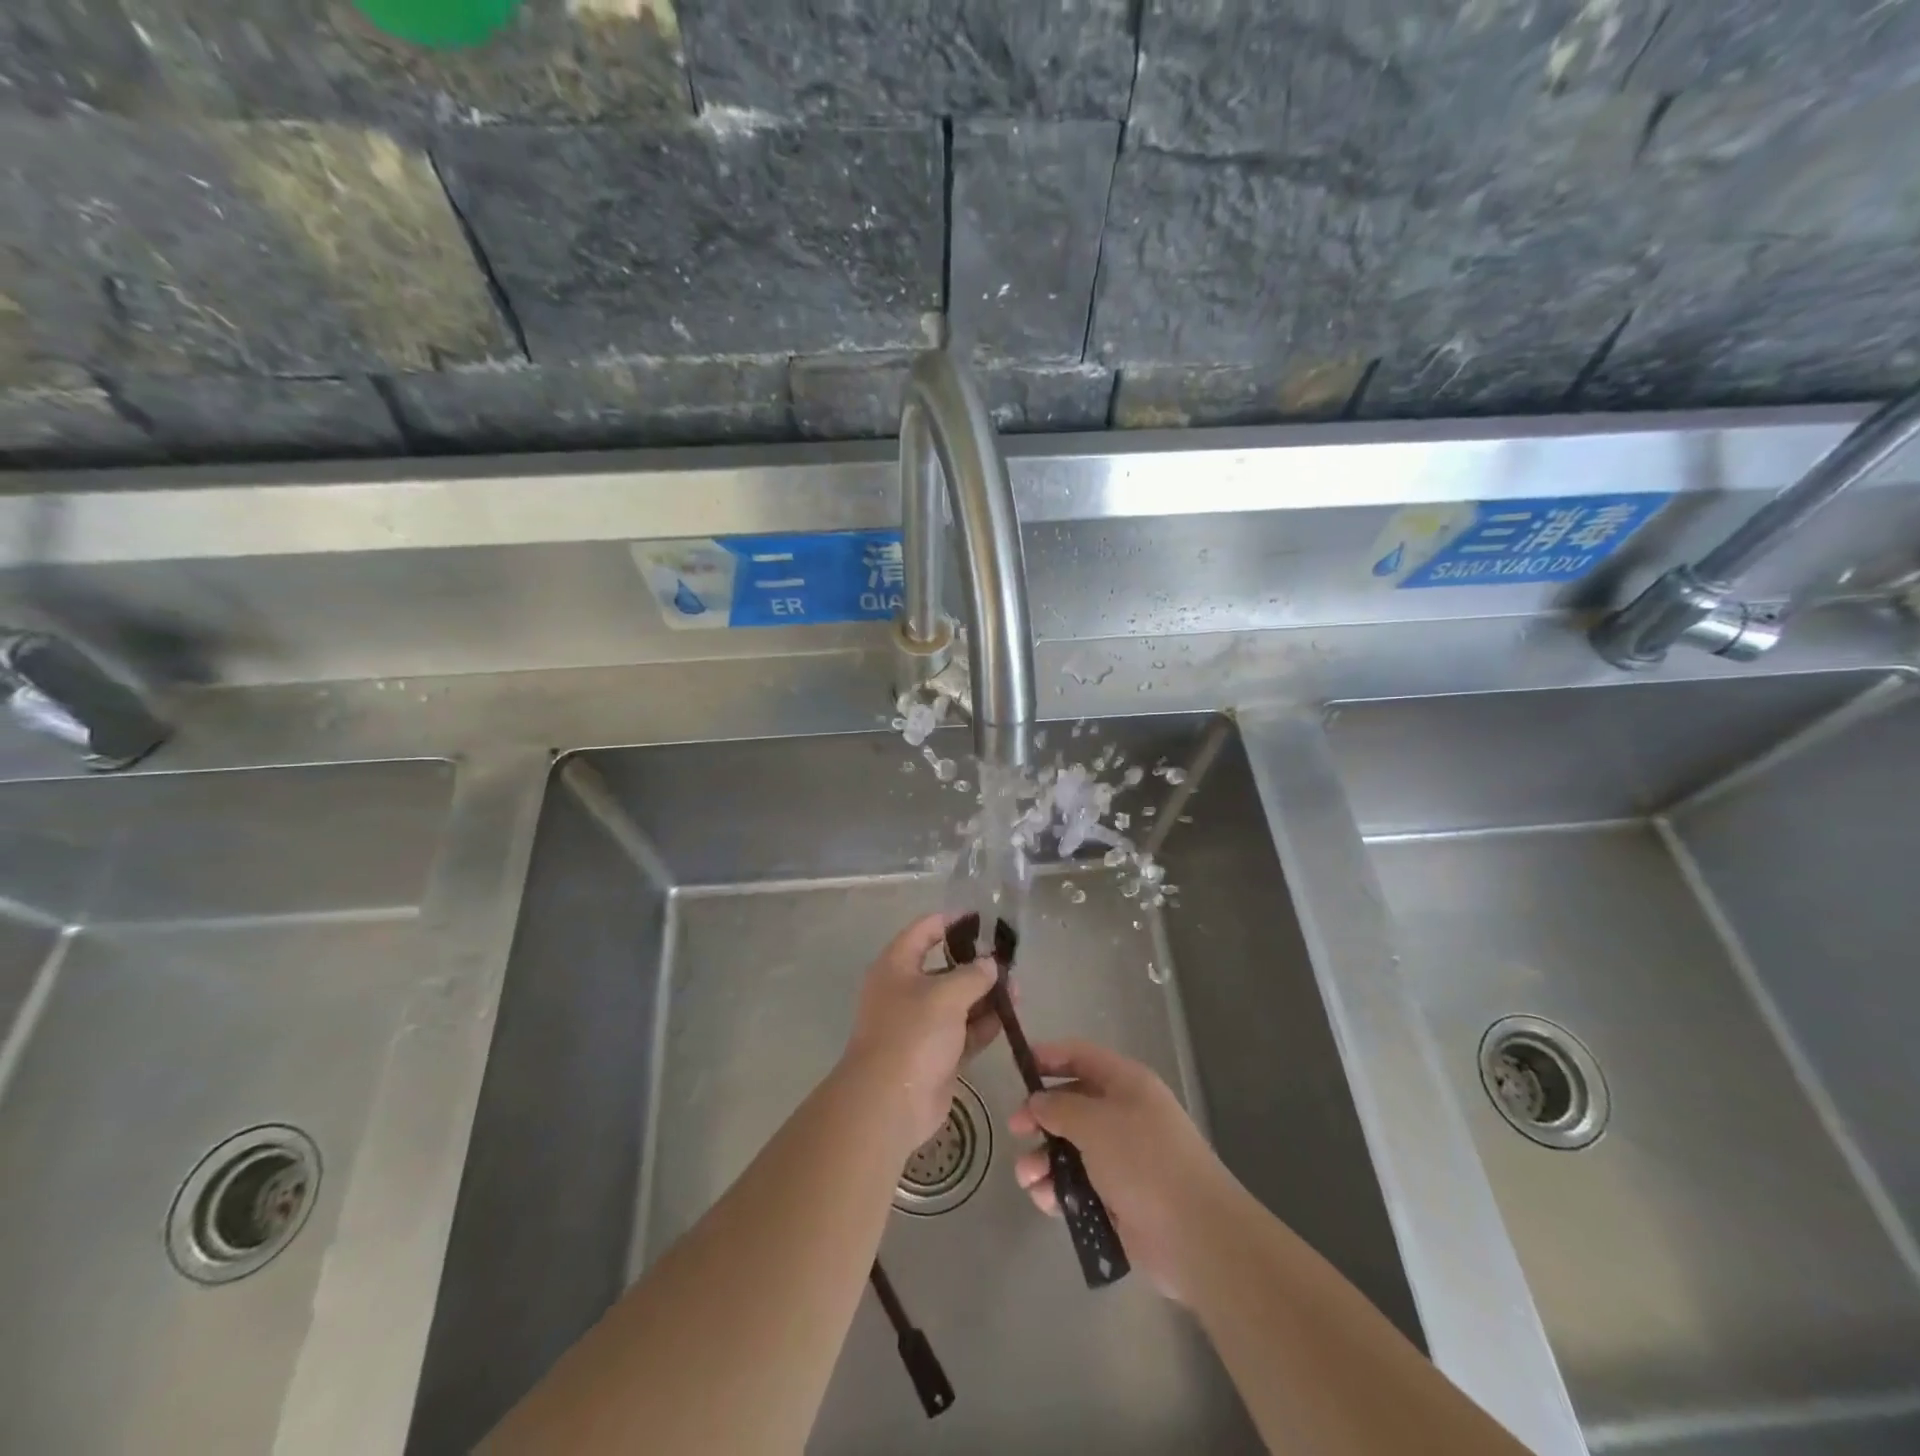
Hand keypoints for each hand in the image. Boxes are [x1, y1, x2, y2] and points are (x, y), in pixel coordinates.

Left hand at [841, 914, 1000, 1151]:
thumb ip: (973, 975)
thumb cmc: (912, 1034)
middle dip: (977, 965)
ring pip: (958, 1001)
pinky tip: (1008, 1018)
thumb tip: (990, 964)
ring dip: (986, 996)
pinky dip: (983, 1024)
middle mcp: (906, 990)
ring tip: (1018, 991)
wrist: (889, 1102)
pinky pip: (964, 1031)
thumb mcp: (946, 995)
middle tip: (1010, 963)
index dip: (952, 921)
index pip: (924, 930)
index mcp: (897, 966)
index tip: (983, 919)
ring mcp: (921, 1024)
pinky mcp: (936, 1053)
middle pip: (945, 967)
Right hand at [1009, 1039, 1240, 1302]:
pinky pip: (1079, 1185)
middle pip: (1072, 1104)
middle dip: (1040, 1116)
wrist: (1195, 1235)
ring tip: (1026, 1176)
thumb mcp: (1095, 1123)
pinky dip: (1058, 1190)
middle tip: (1015, 1130)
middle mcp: (1124, 1115)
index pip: (1081, 1056)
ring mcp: (1123, 1158)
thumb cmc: (1144, 1161)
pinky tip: (1044, 1200)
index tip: (1017, 1067)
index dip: (1049, 1057)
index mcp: (1126, 1084)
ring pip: (1071, 1148)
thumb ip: (1059, 1107)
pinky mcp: (1119, 1199)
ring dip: (1044, 1159)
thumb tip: (1038, 1102)